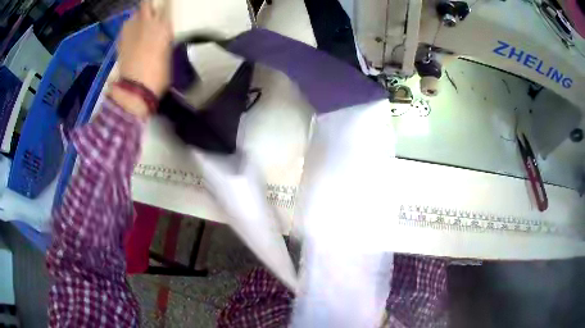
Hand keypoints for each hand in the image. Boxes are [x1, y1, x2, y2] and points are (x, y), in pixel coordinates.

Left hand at [117, 0, 172, 97]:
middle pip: (146, 4)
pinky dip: (130, 28)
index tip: (167, 5)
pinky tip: (132, 35)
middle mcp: (147, 23)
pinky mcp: (120, 41)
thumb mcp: (168, 54)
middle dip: (149, 5)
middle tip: (152, 10)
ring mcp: (131, 31)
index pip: (166, 6)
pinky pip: (126, 27)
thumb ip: (164, 39)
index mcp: (163, 27)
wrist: (135, 90)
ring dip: (138, 16)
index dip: (166, 4)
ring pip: (134, 15)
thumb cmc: (158, 75)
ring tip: (141, 23)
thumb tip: (162, 34)